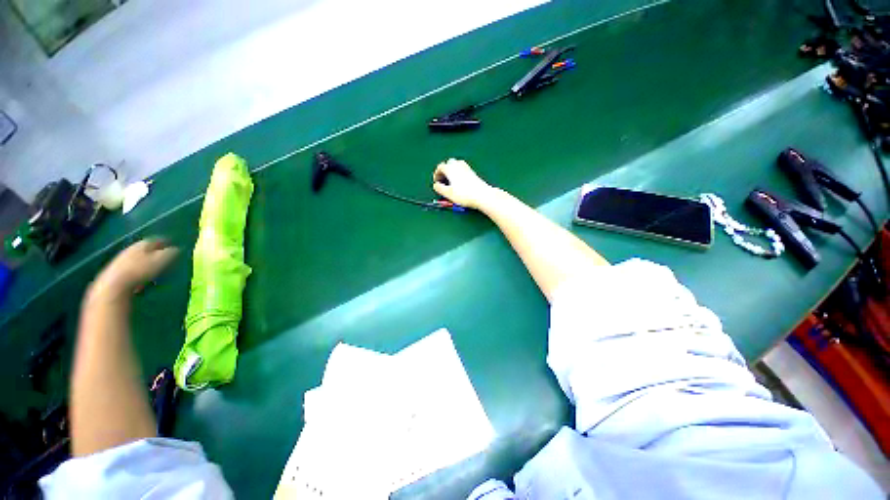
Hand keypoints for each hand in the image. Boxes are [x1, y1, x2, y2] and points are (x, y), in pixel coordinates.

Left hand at [90, 239, 178, 299]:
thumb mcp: (161, 260)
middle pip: (146, 248)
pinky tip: (143, 276)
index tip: (174, 245)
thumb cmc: (142, 270)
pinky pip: (132, 267)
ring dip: (147, 261)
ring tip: (155, 267)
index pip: (157, 239)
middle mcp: (132, 248)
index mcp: (143, 244)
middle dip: (156, 251)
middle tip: (166, 257)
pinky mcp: (116, 270)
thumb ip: (171, 253)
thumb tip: (179, 248)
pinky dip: (139, 269)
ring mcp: (122, 259)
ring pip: (138, 257)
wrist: (114, 284)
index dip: (165, 242)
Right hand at [432, 159, 494, 209]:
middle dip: (444, 170)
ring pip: (457, 164)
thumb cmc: (464, 194)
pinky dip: (459, 173)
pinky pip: (463, 169)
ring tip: (451, 181)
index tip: (436, 181)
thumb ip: (440, 188)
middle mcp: (458, 165)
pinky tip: (460, 182)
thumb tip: (436, 185)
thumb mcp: (448, 193)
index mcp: (450, 169)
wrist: (482, 195)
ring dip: (452, 170)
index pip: (440, 167)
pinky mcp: (473, 172)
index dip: (436, 174)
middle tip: (443, 180)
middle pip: (449, 163)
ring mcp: (467, 168)